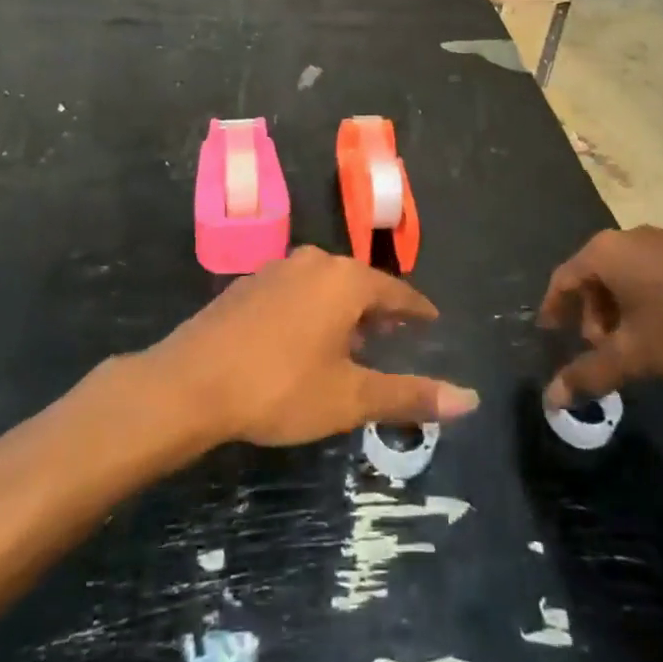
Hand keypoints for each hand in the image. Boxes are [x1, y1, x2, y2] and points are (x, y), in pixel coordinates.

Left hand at [148, 247, 479, 447]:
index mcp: (345, 280)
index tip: (431, 321)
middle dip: (379, 309)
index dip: (417, 309)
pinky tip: (302, 340)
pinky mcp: (247, 284)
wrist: (190, 383)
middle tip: (393, 335)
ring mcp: (276, 268)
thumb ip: (409, 395)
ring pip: (324, 285)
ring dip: (342, 309)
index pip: (396, 291)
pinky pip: (295, 290)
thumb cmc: (280, 387)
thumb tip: (471, 400)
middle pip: (359, 283)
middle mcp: (313, 262)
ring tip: (351, 341)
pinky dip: (311, 309)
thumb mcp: (350, 398)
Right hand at [537, 228, 662, 407]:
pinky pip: (652, 276)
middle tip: (599, 350)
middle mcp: (627, 239)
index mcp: (604, 254)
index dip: (553, 308)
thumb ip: (591, 374)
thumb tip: (551, 400)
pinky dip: (645, 302)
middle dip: (591, 315)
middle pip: (594, 277)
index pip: (563, 278)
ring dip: (619, 311)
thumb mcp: (635, 354)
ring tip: (634, 347)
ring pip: (626, 277)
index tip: (548, 332)